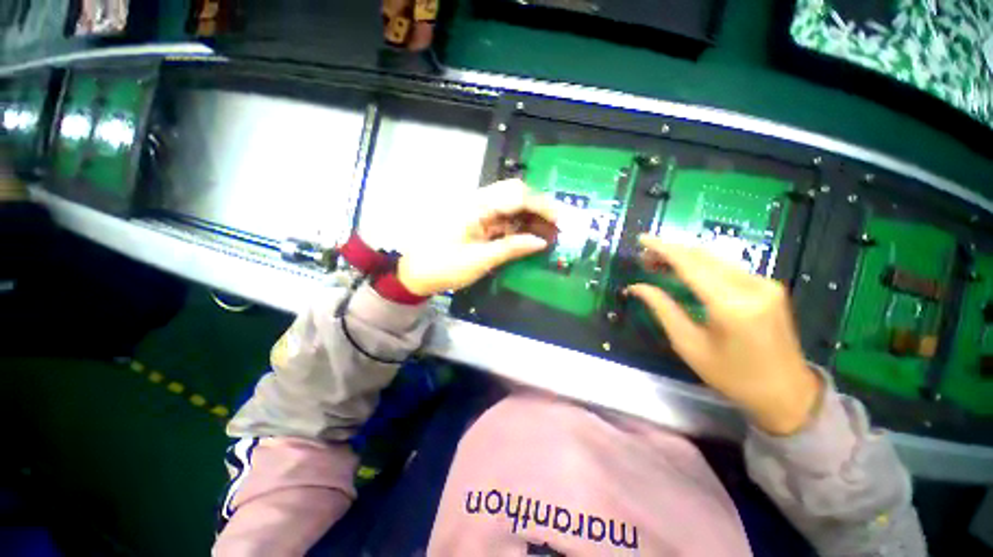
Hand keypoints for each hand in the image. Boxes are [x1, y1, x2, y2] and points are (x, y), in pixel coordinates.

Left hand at [396, 179, 556, 296]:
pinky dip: (517, 226)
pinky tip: (529, 236)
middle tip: (556, 226)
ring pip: (509, 204)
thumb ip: (512, 248)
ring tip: (548, 233)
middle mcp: (477, 201)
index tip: (559, 221)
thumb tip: (541, 242)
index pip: (516, 195)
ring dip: (529, 216)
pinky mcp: (475, 221)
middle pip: (514, 193)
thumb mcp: (480, 260)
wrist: (414, 274)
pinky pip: (501, 218)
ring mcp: (475, 210)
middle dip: (538, 207)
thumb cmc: (444, 267)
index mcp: (476, 206)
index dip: (541, 206)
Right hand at [627, 235, 821, 435]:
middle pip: (703, 256)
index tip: (642, 238)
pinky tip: (685, 271)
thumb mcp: (689, 345)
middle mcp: (752, 286)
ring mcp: (765, 284)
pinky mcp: (769, 287)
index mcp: (732, 305)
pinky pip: (727, 268)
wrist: (787, 393)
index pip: (690, 265)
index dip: (663, 248)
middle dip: (670, 251)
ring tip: (657, 263)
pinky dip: (701, 265)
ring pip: (715, 259)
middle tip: (644, 257)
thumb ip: (663, 309)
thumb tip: (637, 287)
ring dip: (684, 257)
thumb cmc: (732, 376)